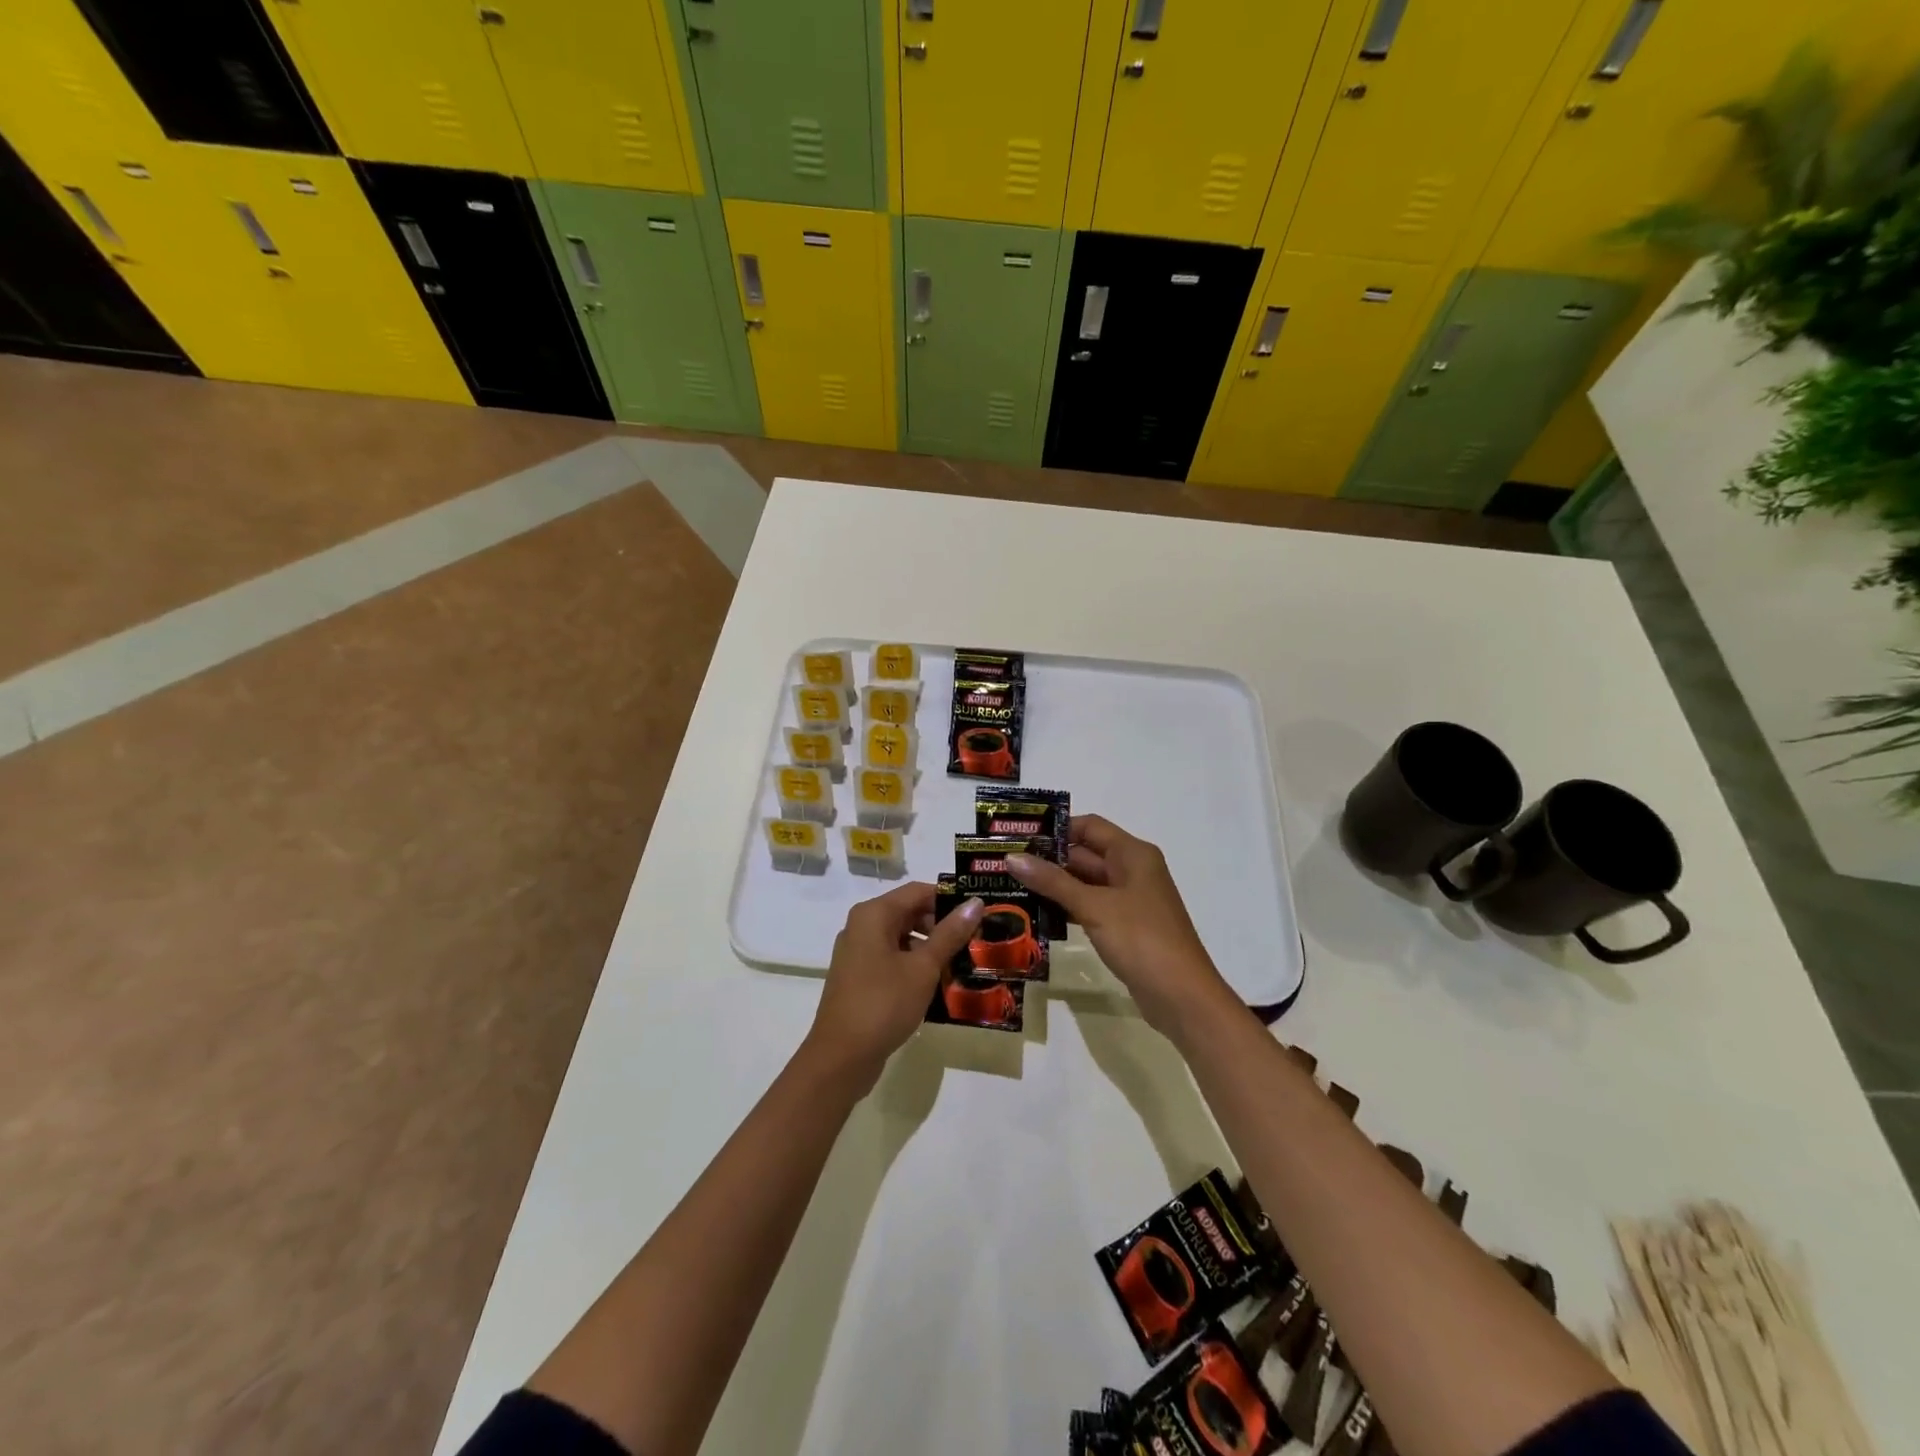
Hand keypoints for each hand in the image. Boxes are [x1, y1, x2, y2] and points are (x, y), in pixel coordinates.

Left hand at [805, 882, 982, 1092]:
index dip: (949, 899)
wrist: (841, 1058)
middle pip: (909, 913)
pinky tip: (939, 985)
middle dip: (942, 926)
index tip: (979, 913)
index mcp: (874, 914)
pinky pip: (892, 960)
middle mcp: (862, 926)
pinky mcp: (859, 978)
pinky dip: (915, 966)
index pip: (918, 891)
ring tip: (963, 964)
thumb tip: (975, 903)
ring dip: (931, 949)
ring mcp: (858, 953)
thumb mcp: (923, 967)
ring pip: (902, 939)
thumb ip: (950, 933)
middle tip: (976, 941)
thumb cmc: (883, 1003)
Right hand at [1008, 815, 1237, 1042]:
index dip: (1056, 829)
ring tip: (1013, 888)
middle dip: (1049, 860)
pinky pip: (1091, 907)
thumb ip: (1052, 881)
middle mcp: (1133, 870)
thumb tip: (1012, 857)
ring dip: (1054, 886)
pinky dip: (1067, 908)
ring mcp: (1130, 900)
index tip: (1019, 836)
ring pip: (1086, 883)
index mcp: (1133, 854)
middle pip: (1086, 854)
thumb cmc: (1141, 939)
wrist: (1182, 996)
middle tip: (1006, 864)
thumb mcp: (1093, 906)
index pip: (1089, 826)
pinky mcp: (1126, 927)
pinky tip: (1038, 915)